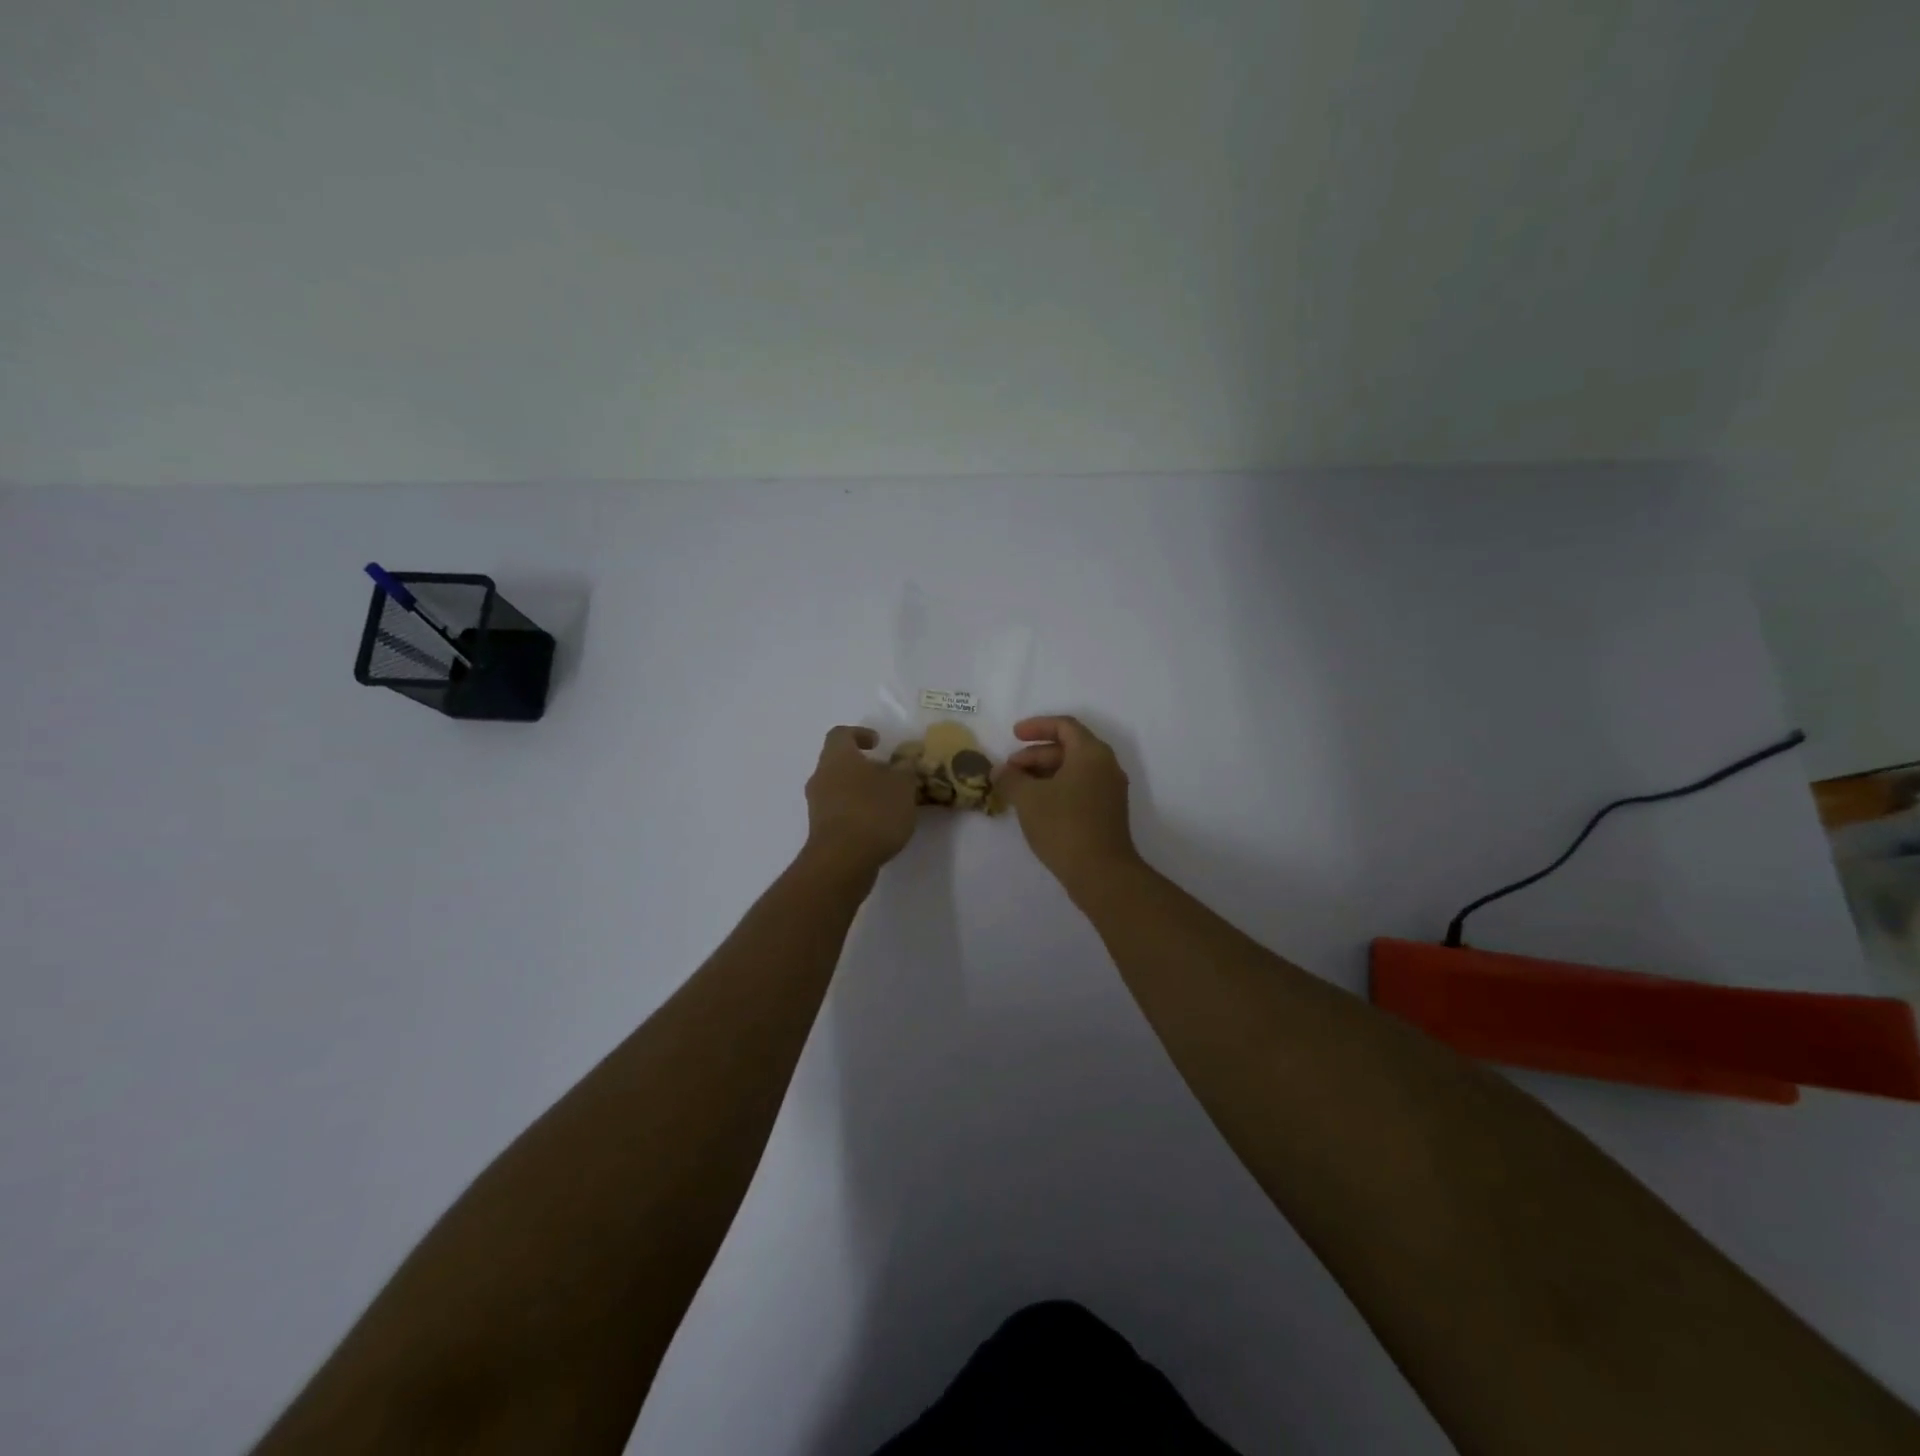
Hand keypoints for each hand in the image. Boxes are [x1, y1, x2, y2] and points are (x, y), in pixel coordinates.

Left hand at [804, 726, 918, 871]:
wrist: (843, 860)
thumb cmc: (873, 811)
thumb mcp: (902, 786)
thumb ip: (905, 770)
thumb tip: (905, 762)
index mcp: (838, 757)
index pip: (841, 734)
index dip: (859, 734)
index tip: (878, 742)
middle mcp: (821, 776)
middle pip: (838, 763)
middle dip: (863, 766)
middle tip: (888, 774)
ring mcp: (817, 805)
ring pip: (838, 788)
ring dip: (859, 791)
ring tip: (887, 803)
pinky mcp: (821, 830)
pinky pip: (839, 811)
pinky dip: (856, 812)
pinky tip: (877, 825)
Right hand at [994, 716, 1140, 890]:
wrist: (1101, 873)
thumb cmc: (1064, 826)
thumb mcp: (1028, 798)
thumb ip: (1011, 778)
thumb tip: (999, 770)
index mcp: (1091, 753)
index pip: (1064, 726)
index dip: (1037, 726)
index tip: (1013, 735)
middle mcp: (1106, 766)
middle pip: (1068, 748)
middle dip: (1035, 754)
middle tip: (1010, 769)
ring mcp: (1109, 791)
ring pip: (1073, 770)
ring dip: (1044, 773)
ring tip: (1017, 789)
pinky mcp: (1107, 813)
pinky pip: (1079, 788)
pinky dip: (1056, 788)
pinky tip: (1035, 806)